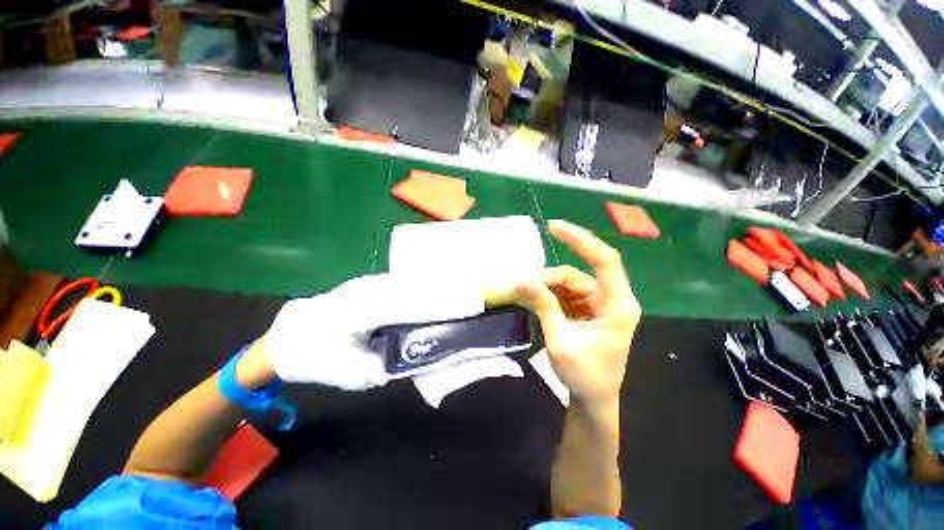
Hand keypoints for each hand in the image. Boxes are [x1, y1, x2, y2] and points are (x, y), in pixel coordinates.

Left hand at [261, 274, 484, 389]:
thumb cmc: (318, 357)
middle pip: (420, 288)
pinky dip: (428, 289)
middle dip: (450, 294)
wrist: (292, 334)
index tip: (472, 306)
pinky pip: (409, 285)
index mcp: (364, 309)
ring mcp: (374, 282)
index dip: (444, 304)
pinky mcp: (376, 283)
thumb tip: (421, 355)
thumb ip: (390, 364)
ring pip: (415, 284)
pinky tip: (442, 293)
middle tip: (477, 301)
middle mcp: (372, 288)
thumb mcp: (353, 373)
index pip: (414, 304)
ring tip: (466, 297)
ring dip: (441, 289)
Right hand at [515, 220, 640, 405]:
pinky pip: (564, 293)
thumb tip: (521, 280)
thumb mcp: (560, 341)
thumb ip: (544, 306)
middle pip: (576, 274)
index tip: (553, 227)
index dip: (580, 240)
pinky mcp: (587, 309)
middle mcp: (611, 299)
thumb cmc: (584, 376)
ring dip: (545, 288)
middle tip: (521, 287)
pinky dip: (547, 295)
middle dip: (547, 279)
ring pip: (567, 283)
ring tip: (523, 296)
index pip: (604, 260)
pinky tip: (533, 300)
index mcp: (617, 306)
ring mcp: (598, 303)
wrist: (593, 399)